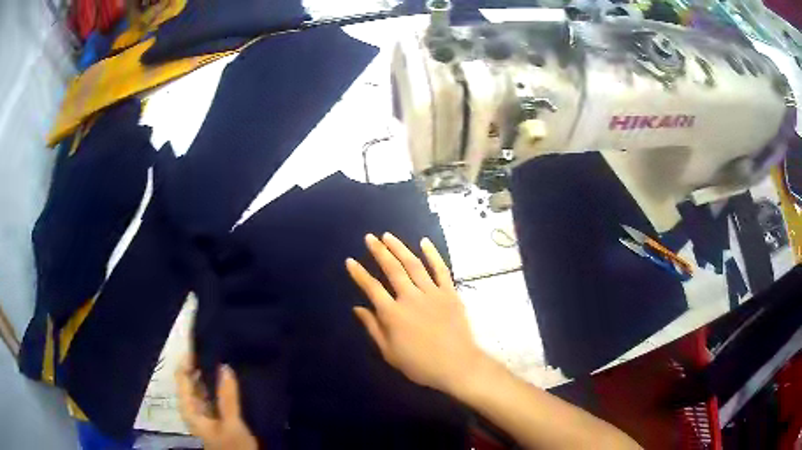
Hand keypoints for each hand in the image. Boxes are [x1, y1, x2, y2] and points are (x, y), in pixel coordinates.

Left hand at [175, 355, 257, 449]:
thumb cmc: (233, 447)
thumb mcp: (232, 423)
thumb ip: (227, 397)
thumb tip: (224, 366)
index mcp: (189, 409)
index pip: (182, 376)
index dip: (188, 359)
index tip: (202, 342)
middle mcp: (192, 408)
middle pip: (190, 381)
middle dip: (200, 365)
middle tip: (216, 347)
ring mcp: (204, 413)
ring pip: (202, 388)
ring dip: (210, 375)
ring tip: (223, 357)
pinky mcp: (215, 417)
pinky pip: (212, 395)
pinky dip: (217, 386)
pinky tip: (229, 379)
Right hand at [346, 233, 485, 393]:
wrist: (457, 366)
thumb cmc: (420, 364)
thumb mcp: (390, 352)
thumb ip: (373, 328)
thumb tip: (357, 308)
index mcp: (393, 314)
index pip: (372, 288)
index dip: (359, 274)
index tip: (350, 261)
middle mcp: (410, 298)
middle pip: (392, 269)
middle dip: (379, 251)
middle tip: (370, 237)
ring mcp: (432, 293)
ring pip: (414, 265)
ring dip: (400, 248)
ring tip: (388, 236)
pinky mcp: (450, 293)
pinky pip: (441, 270)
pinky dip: (432, 255)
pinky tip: (424, 242)